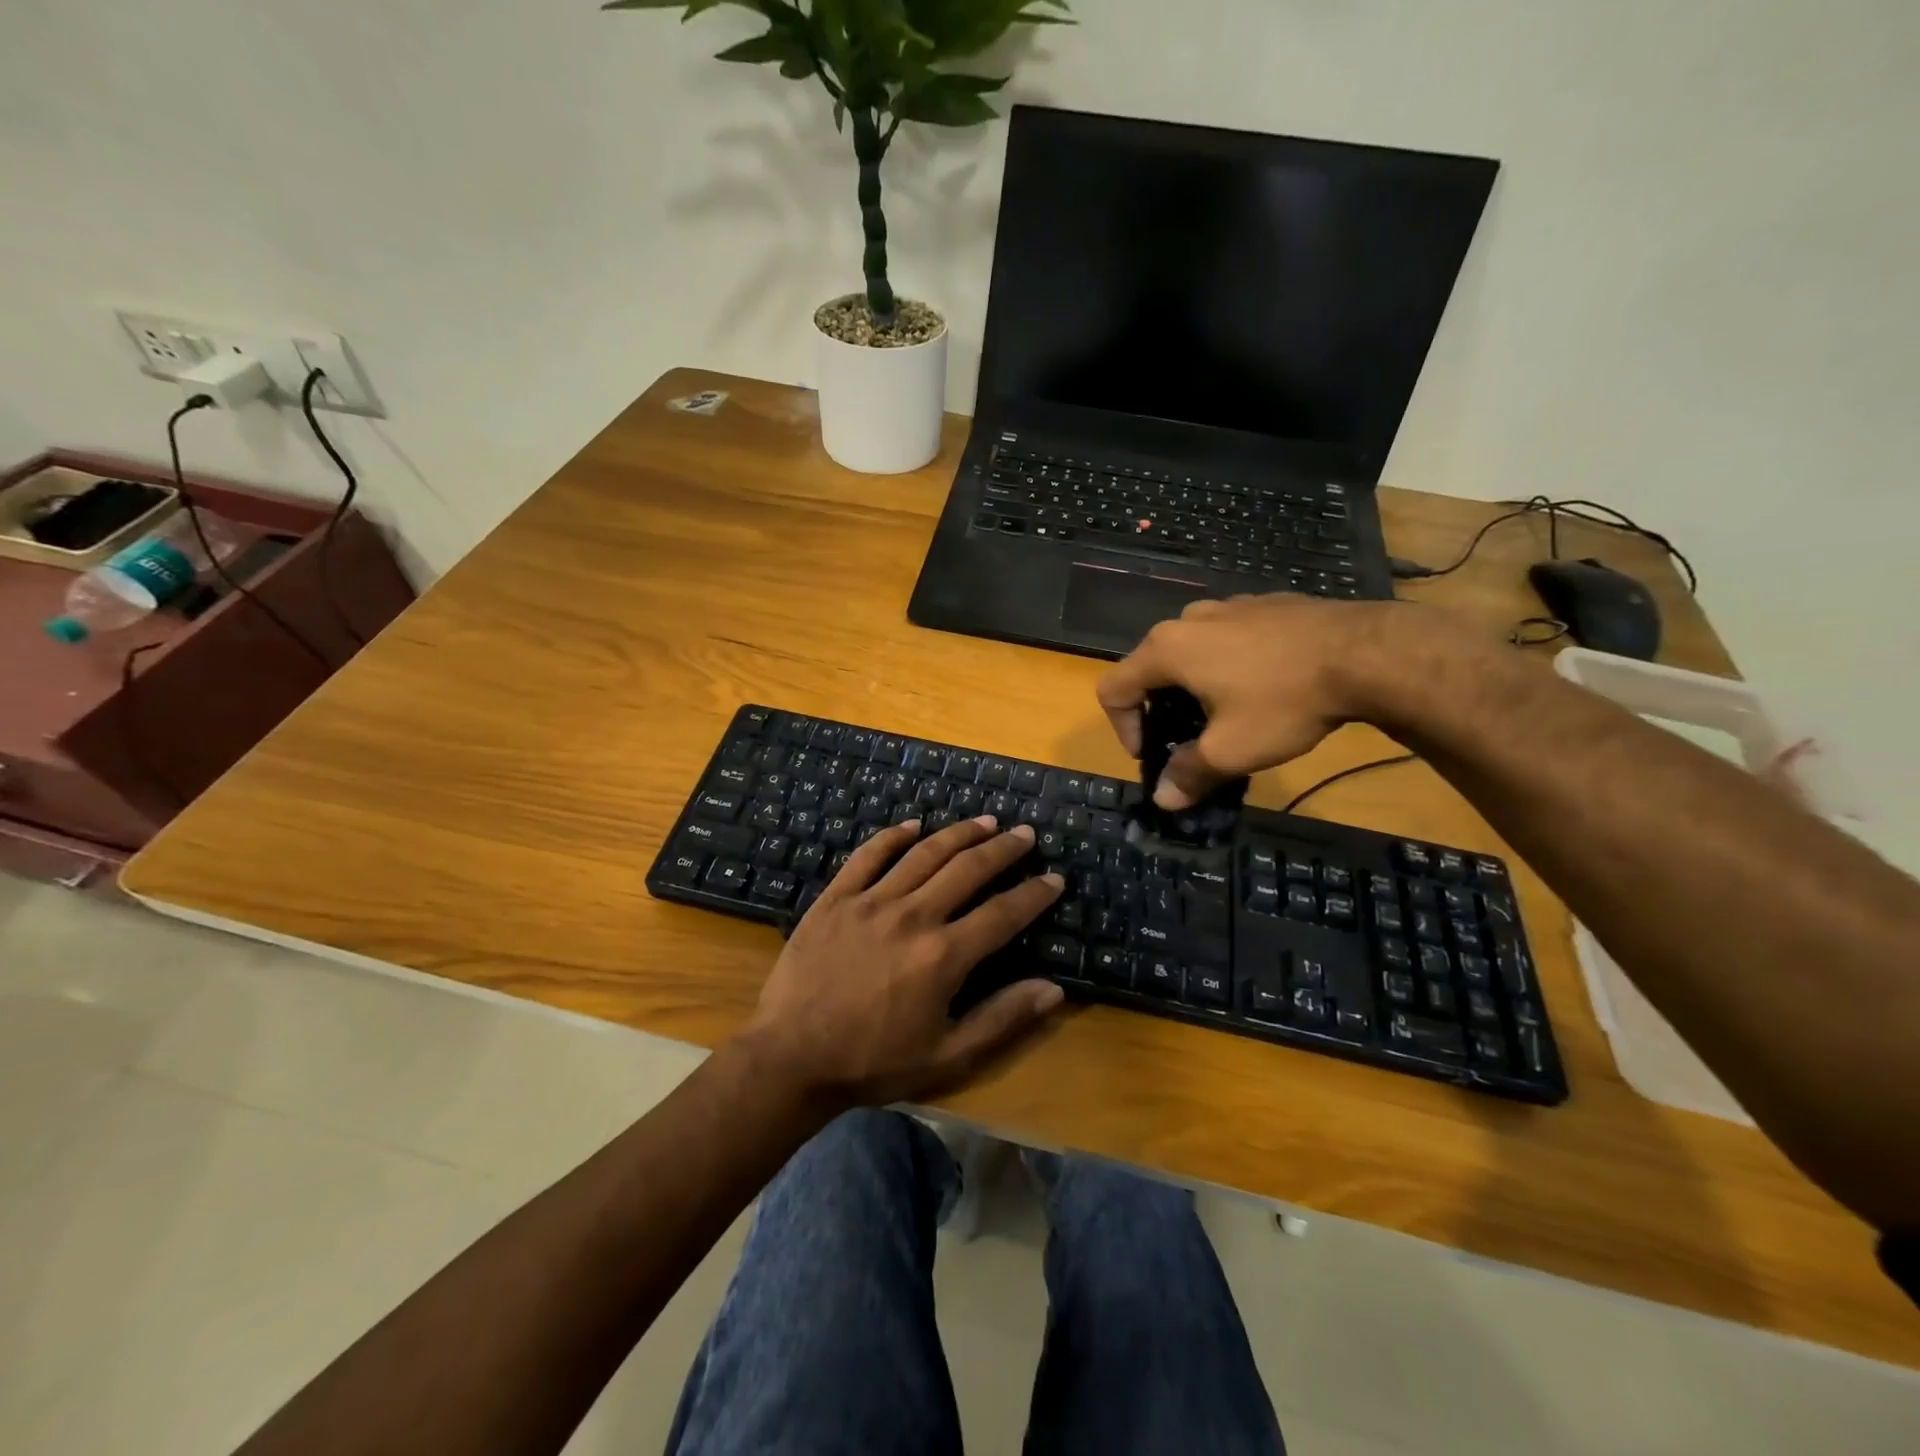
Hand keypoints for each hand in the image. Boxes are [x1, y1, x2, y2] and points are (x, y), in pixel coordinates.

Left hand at [737, 816, 1066, 1105]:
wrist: (790, 1058)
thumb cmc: (872, 1062)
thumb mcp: (947, 1056)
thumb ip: (1001, 1019)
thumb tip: (1053, 989)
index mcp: (943, 956)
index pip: (1003, 914)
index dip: (1034, 894)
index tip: (1055, 878)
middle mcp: (913, 916)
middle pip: (967, 869)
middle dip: (1003, 849)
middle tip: (1025, 833)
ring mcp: (870, 901)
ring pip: (924, 854)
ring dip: (959, 833)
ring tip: (985, 820)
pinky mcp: (836, 898)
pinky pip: (868, 856)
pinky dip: (893, 836)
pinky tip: (913, 825)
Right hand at [1096, 595, 1469, 808]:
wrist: (1366, 652)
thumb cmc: (1283, 702)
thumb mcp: (1231, 750)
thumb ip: (1189, 774)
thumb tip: (1163, 800)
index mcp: (1166, 649)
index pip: (1113, 687)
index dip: (1122, 728)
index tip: (1154, 755)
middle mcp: (1188, 619)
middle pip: (1150, 667)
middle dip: (1160, 709)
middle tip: (1189, 741)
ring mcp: (1229, 605)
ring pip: (1190, 651)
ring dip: (1194, 687)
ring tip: (1228, 715)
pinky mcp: (1265, 603)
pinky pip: (1227, 638)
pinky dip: (1228, 665)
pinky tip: (1265, 688)